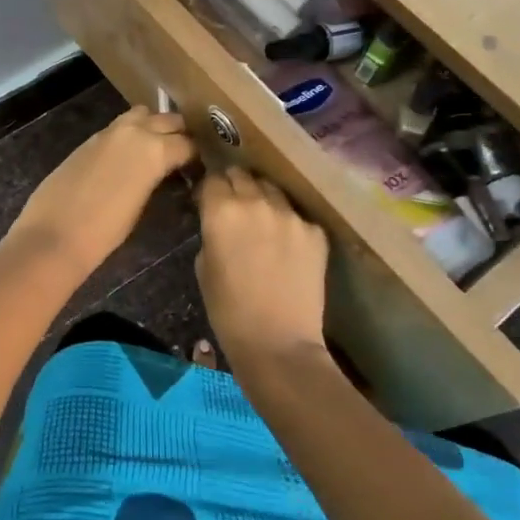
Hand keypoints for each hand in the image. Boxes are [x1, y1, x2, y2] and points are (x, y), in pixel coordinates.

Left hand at [6, 108, 194, 278]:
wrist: (54, 235)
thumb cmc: (105, 232)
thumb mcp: (143, 206)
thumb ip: (158, 179)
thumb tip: (168, 173)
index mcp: (155, 150)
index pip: (188, 143)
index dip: (196, 155)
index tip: (200, 166)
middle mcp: (134, 132)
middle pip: (168, 120)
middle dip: (179, 133)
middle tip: (183, 153)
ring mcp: (108, 132)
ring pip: (142, 115)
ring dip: (153, 126)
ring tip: (157, 148)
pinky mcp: (89, 139)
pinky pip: (119, 127)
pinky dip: (130, 134)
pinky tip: (129, 155)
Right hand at [194, 167, 328, 369]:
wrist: (279, 344)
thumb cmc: (228, 311)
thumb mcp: (203, 266)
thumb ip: (211, 232)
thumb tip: (218, 220)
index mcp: (222, 211)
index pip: (213, 179)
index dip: (209, 189)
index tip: (209, 201)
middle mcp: (257, 202)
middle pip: (242, 175)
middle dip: (235, 186)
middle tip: (233, 206)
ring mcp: (291, 215)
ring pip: (272, 190)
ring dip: (262, 198)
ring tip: (261, 221)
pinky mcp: (316, 231)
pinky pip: (296, 216)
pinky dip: (288, 225)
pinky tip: (286, 247)